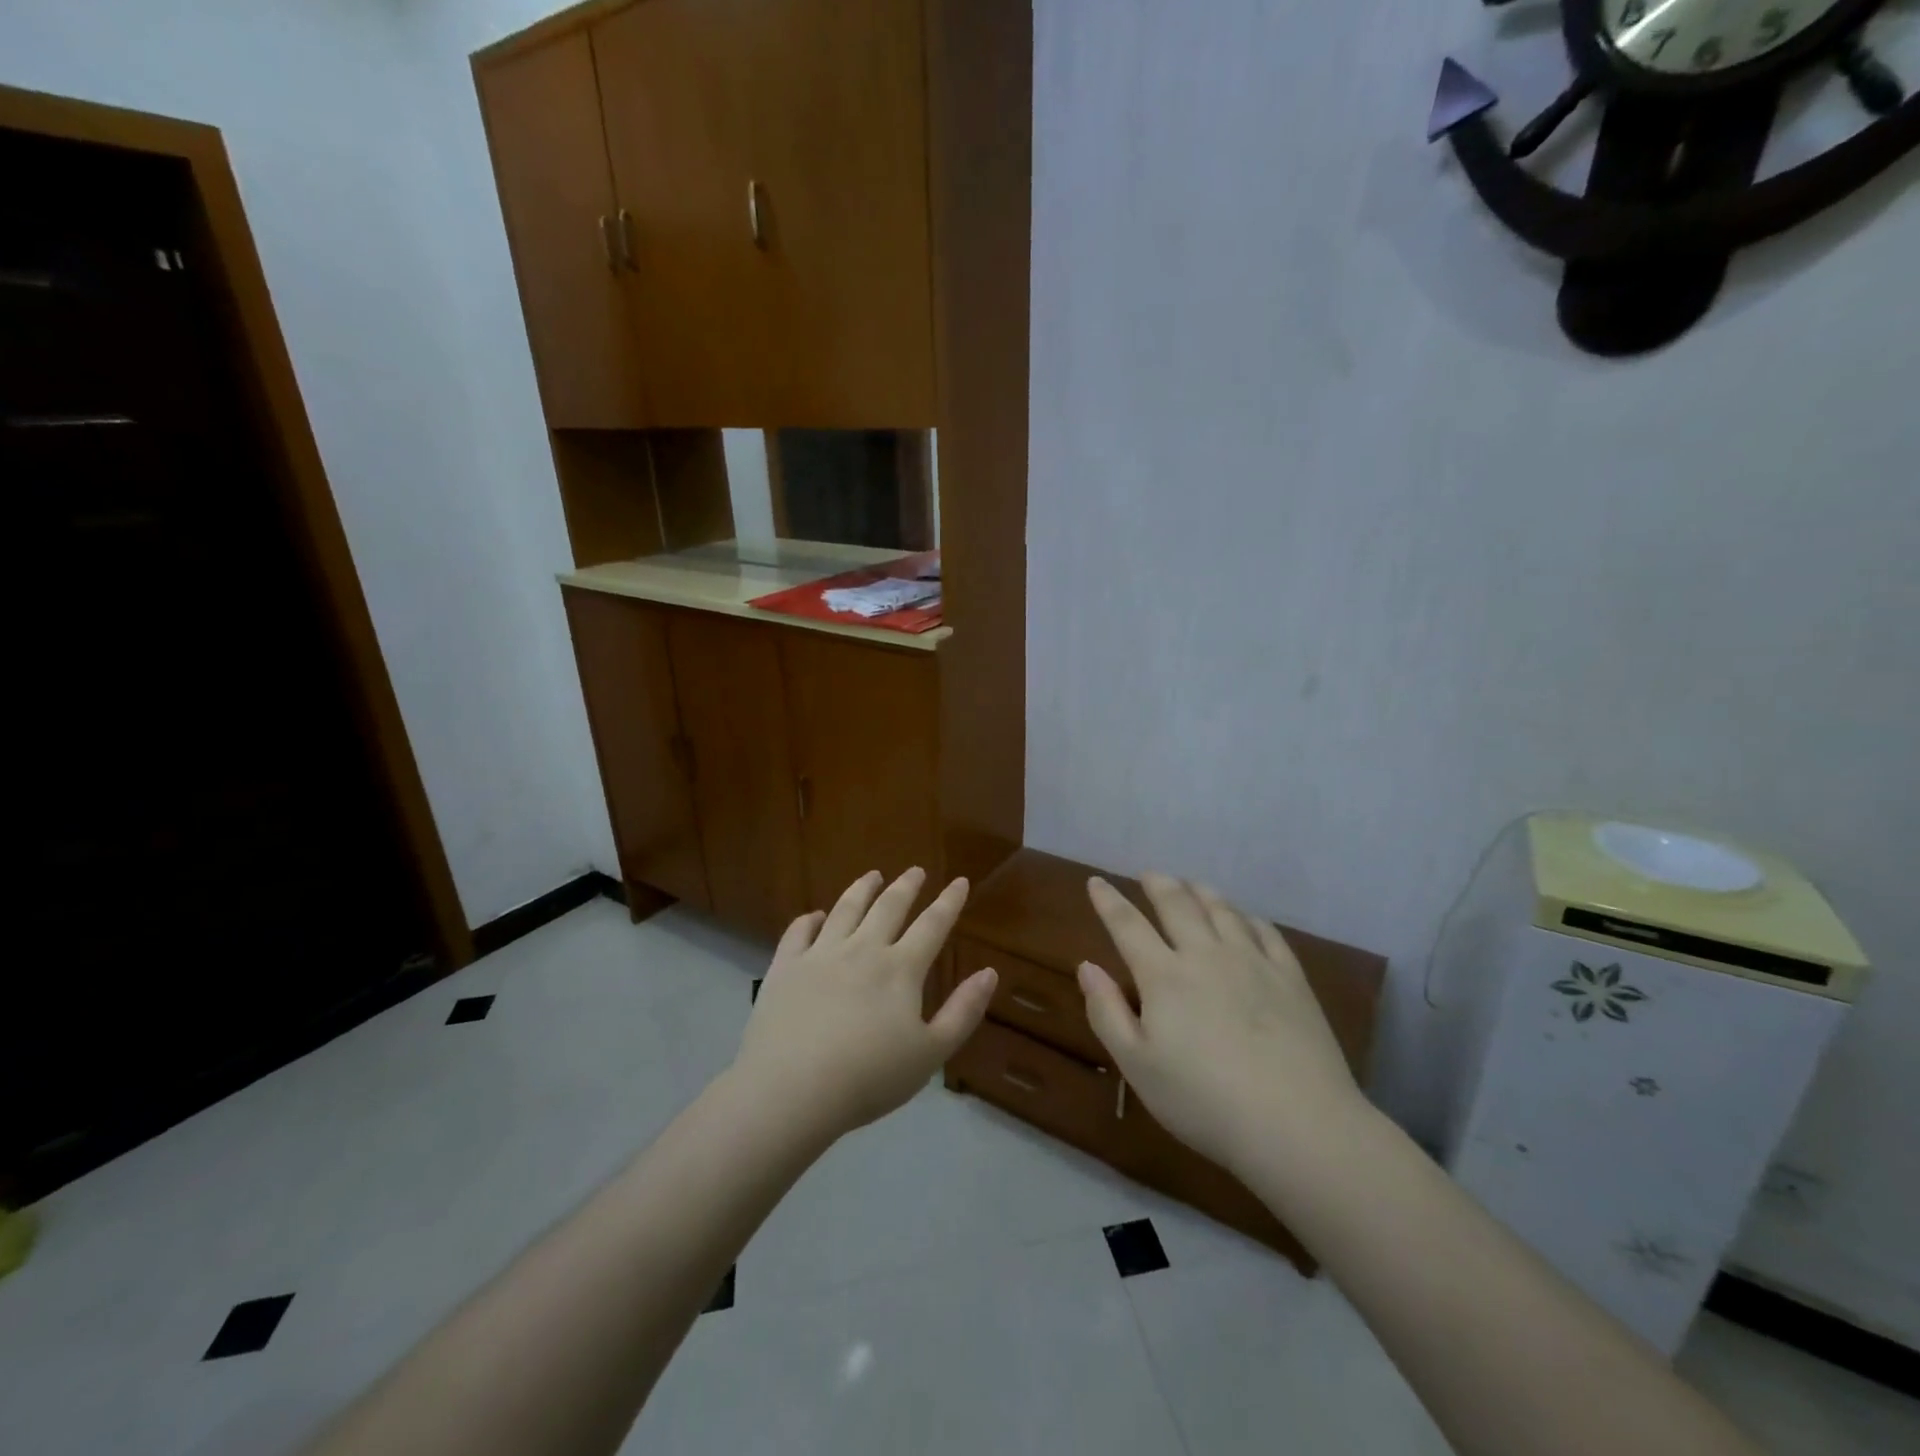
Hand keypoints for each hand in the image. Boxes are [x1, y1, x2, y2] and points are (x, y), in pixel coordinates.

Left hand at [732, 868, 997, 1141]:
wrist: (792, 1090)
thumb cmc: (869, 1078)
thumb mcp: (931, 1053)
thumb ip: (963, 1012)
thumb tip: (990, 972)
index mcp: (900, 969)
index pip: (932, 925)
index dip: (949, 902)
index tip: (960, 881)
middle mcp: (862, 950)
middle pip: (889, 907)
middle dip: (906, 886)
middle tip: (916, 870)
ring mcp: (820, 955)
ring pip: (845, 909)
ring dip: (862, 889)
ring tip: (872, 876)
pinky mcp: (786, 967)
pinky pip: (799, 932)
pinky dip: (810, 919)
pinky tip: (815, 916)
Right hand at [1077, 874, 1363, 1175]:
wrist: (1297, 1124)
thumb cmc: (1204, 1101)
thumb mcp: (1137, 1065)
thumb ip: (1107, 1012)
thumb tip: (1087, 966)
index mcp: (1164, 976)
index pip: (1128, 925)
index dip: (1109, 901)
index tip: (1096, 882)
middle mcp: (1206, 955)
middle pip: (1179, 905)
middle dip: (1159, 885)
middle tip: (1150, 874)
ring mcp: (1253, 962)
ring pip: (1223, 911)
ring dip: (1202, 892)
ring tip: (1192, 884)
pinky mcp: (1290, 978)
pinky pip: (1266, 932)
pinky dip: (1248, 917)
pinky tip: (1246, 919)